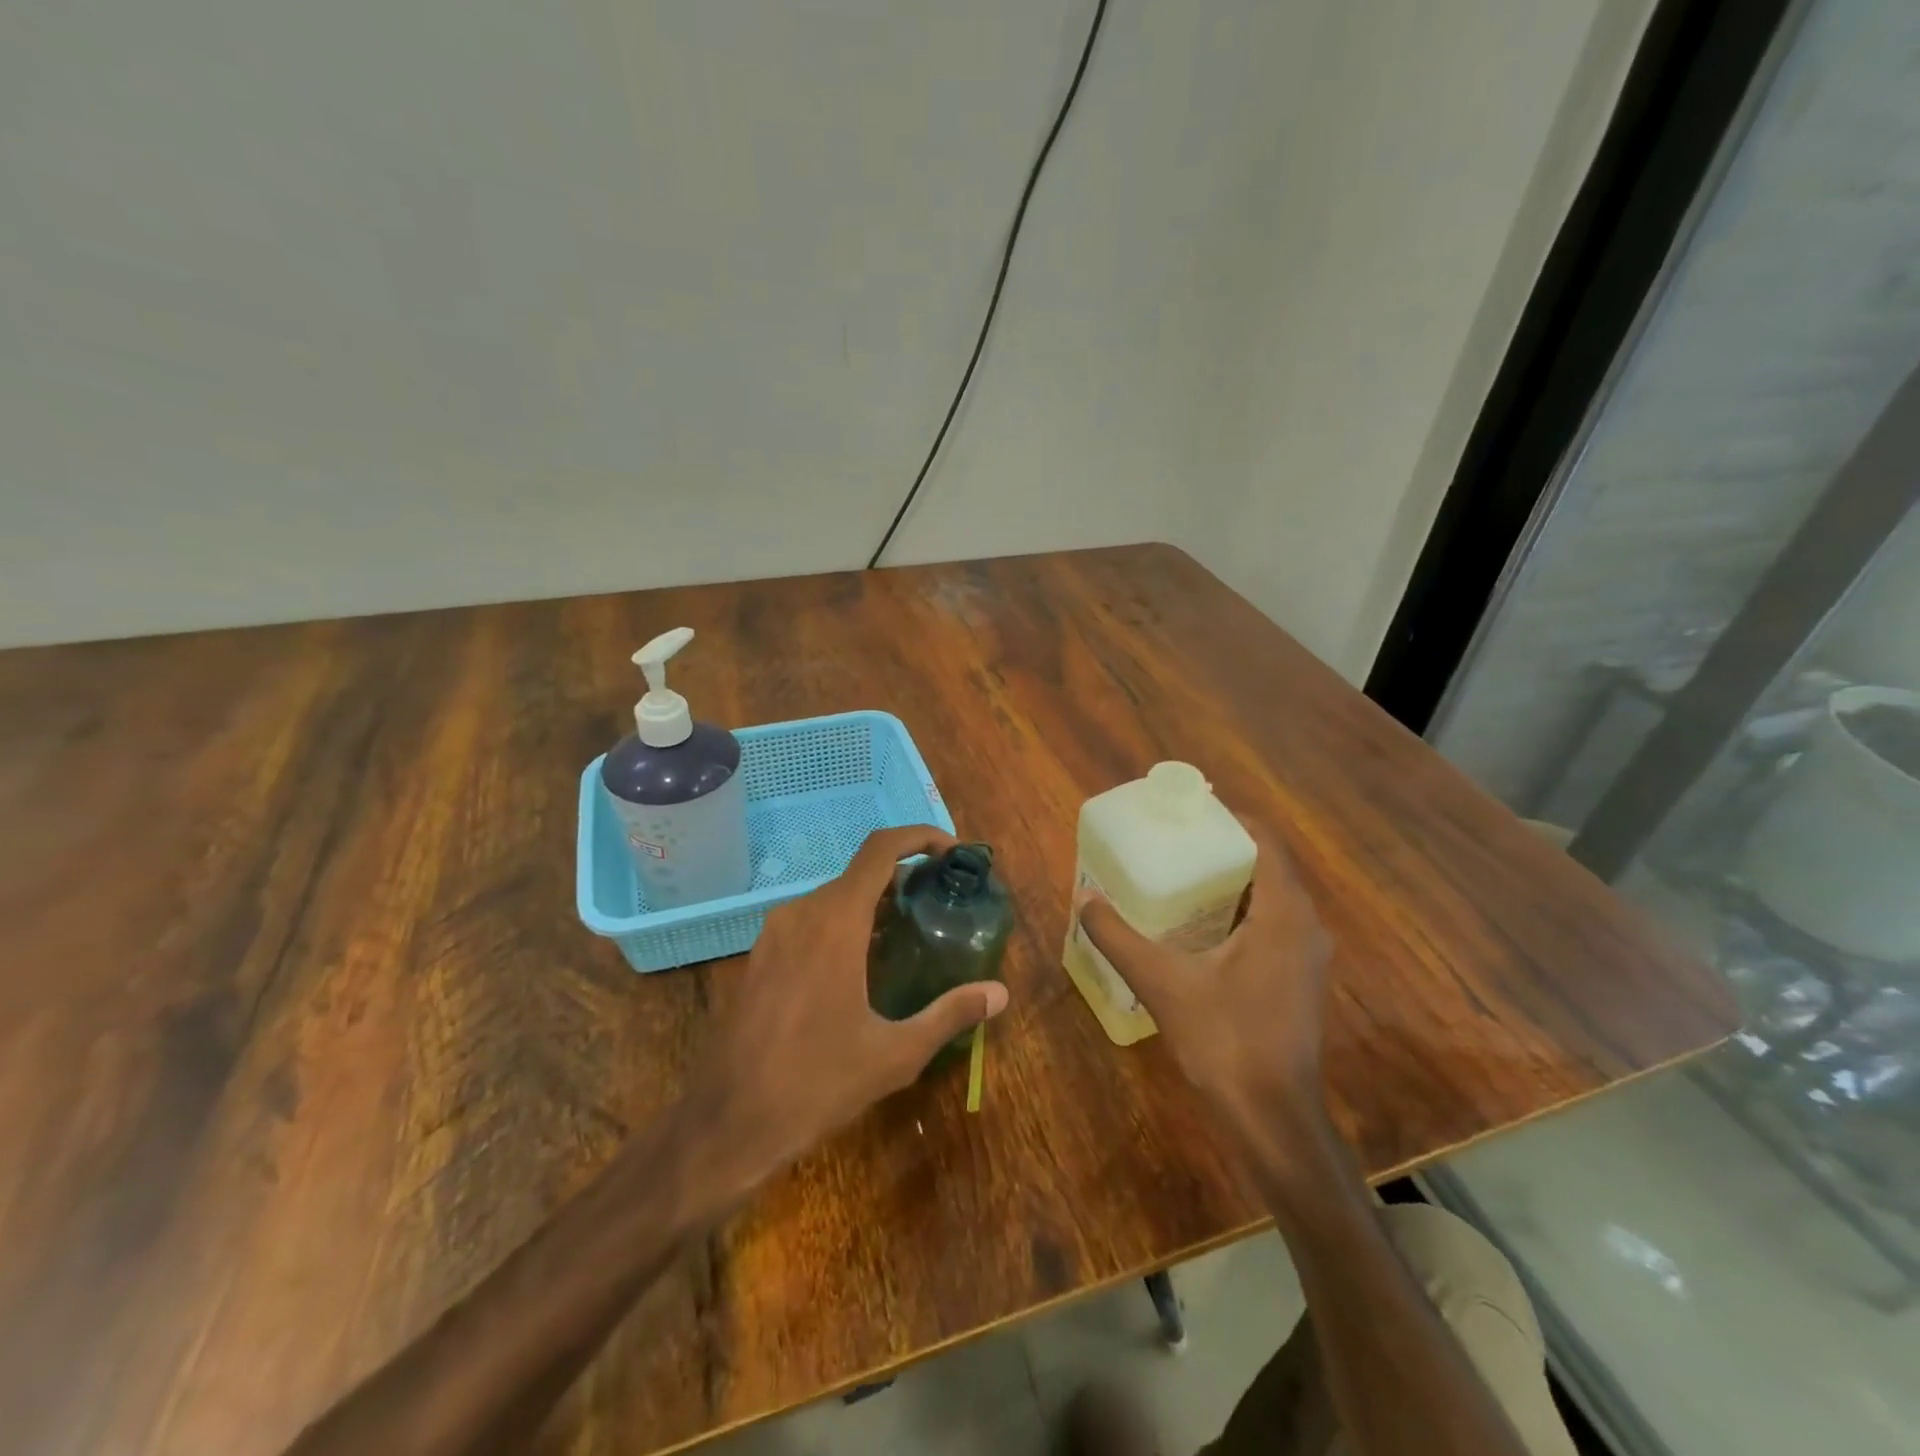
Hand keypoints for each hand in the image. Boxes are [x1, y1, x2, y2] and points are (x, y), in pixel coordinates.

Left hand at [691, 825, 1010, 1175]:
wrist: (728, 1121)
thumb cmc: (816, 1084)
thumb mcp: (895, 1054)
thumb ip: (950, 1014)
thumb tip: (1000, 993)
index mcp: (836, 922)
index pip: (881, 849)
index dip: (919, 837)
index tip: (952, 852)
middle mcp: (802, 913)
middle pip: (860, 873)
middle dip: (903, 878)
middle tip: (939, 904)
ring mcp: (774, 932)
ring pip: (834, 897)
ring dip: (872, 903)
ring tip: (907, 936)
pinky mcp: (760, 955)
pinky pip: (810, 920)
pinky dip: (843, 923)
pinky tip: (861, 965)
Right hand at [1079, 817, 1331, 1130]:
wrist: (1271, 1117)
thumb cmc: (1223, 1040)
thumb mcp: (1161, 982)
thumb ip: (1119, 937)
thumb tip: (1085, 898)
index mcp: (1284, 914)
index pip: (1267, 842)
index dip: (1233, 820)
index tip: (1192, 811)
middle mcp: (1306, 927)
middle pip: (1269, 867)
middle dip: (1225, 849)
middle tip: (1177, 842)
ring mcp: (1308, 957)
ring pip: (1273, 899)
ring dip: (1234, 883)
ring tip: (1183, 875)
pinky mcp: (1300, 981)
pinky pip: (1274, 926)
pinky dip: (1243, 913)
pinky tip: (1202, 928)